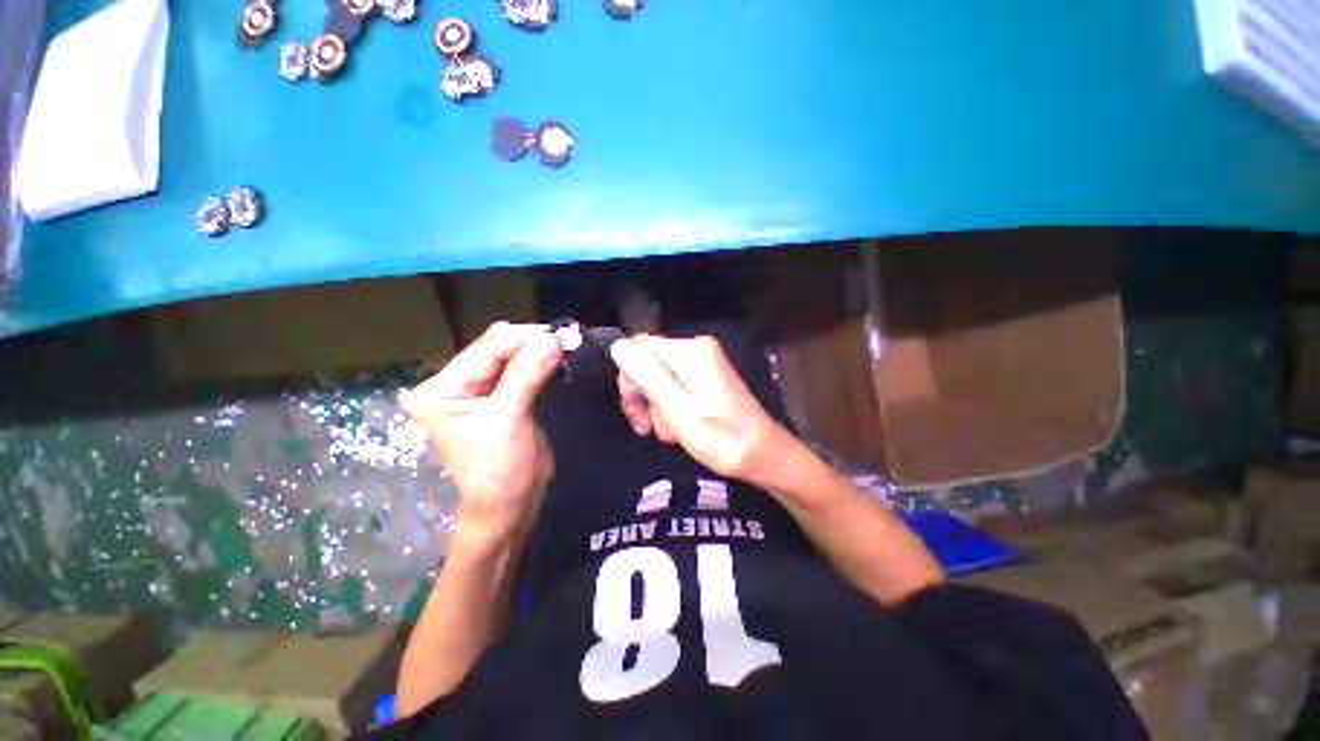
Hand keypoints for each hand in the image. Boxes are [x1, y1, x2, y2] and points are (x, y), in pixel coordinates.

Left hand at [403, 323, 562, 549]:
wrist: (509, 505)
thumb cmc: (499, 471)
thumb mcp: (509, 420)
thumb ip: (527, 375)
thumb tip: (552, 338)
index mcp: (441, 389)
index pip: (486, 348)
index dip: (524, 338)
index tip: (561, 336)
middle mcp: (454, 383)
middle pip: (496, 348)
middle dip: (531, 342)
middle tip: (566, 342)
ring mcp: (476, 389)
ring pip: (510, 356)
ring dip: (537, 350)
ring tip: (565, 347)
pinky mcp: (499, 396)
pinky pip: (519, 369)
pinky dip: (538, 362)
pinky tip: (555, 359)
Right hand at [610, 335, 797, 487]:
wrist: (763, 455)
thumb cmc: (722, 439)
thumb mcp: (679, 411)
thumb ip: (648, 377)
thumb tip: (618, 346)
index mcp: (690, 352)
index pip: (639, 348)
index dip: (630, 378)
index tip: (637, 411)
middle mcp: (696, 349)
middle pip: (648, 362)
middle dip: (643, 395)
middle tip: (647, 428)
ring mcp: (702, 362)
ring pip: (658, 378)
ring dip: (657, 407)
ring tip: (672, 433)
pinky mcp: (705, 376)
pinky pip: (673, 385)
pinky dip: (671, 407)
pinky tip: (680, 427)